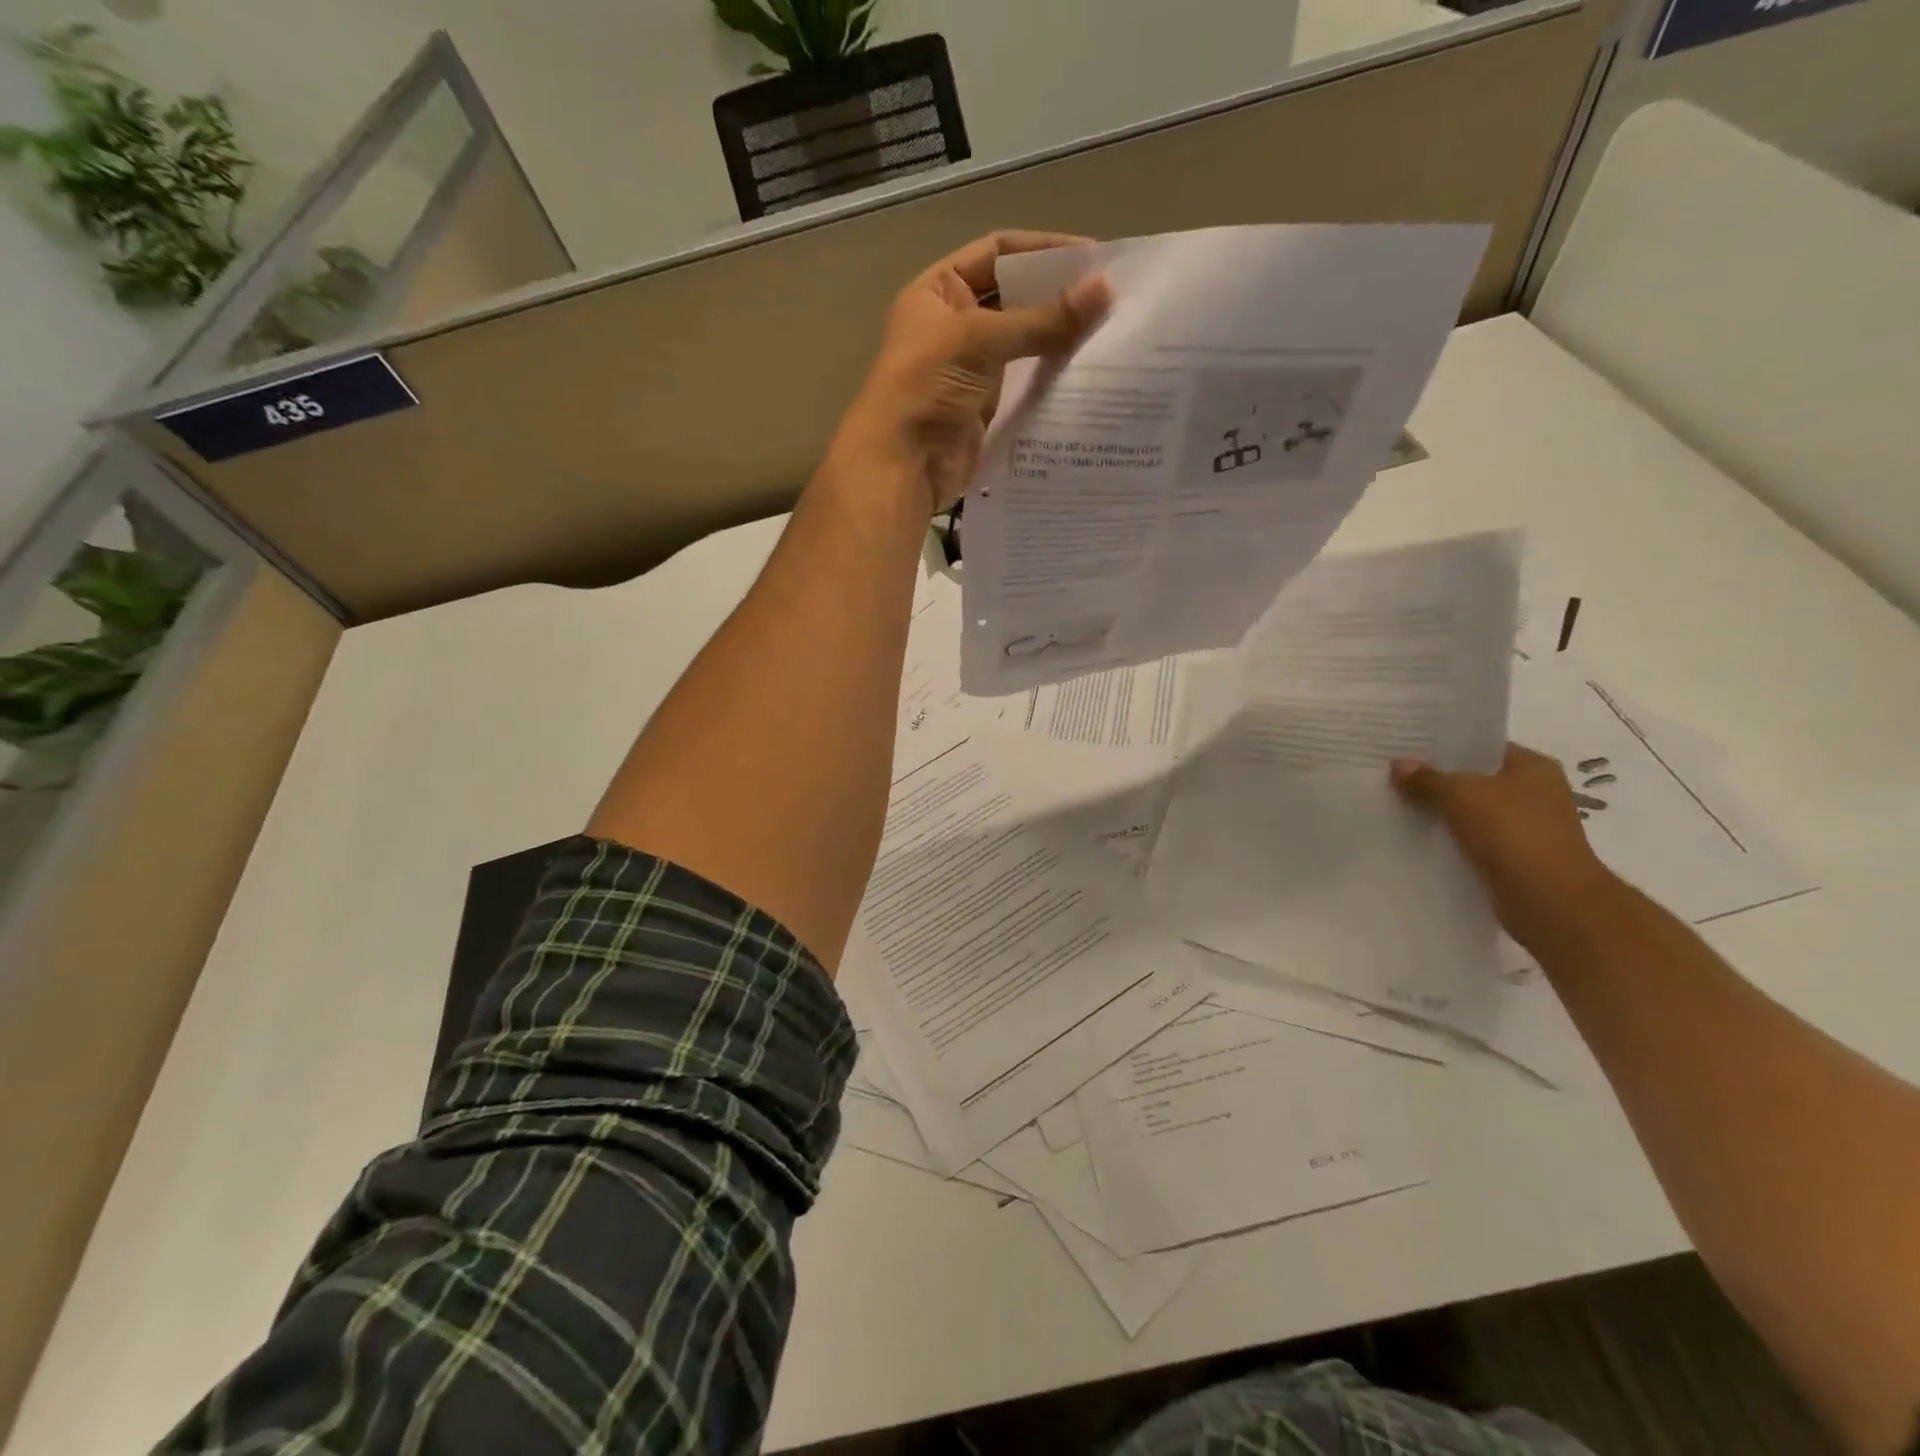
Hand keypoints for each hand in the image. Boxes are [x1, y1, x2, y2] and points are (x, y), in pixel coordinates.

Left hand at [832, 231, 1111, 513]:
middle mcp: (954, 326)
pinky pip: (1026, 384)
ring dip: (1060, 339)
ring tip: (1109, 333)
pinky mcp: (987, 409)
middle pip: (1015, 298)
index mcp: (938, 292)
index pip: (996, 253)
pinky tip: (1088, 373)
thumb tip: (1106, 289)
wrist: (903, 467)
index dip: (1042, 250)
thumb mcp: (979, 340)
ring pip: (1024, 344)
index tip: (1093, 257)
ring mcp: (971, 370)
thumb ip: (1043, 319)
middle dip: (1057, 296)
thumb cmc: (926, 388)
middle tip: (1111, 297)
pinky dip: (1052, 377)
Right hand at [1391, 744, 1619, 951]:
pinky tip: (1417, 838)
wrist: (1551, 901)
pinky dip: (1449, 839)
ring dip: (1441, 812)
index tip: (1406, 748)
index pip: (1482, 747)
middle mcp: (1535, 793)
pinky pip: (1472, 840)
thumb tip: (1398, 765)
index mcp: (1533, 767)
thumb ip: (1427, 779)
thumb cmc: (1513, 833)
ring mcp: (1526, 828)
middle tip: (1393, 776)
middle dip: (1437, 780)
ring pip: (1471, 811)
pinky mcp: (1514, 858)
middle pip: (1475, 779)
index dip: (1445, 746)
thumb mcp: (1461, 795)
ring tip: (1397, 805)